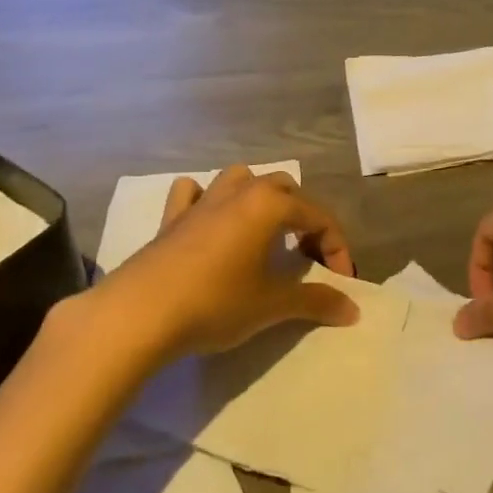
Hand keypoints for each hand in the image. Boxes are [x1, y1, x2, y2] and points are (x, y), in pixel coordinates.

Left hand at [105, 166, 358, 357]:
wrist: (139, 314)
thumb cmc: (215, 303)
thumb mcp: (271, 305)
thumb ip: (315, 302)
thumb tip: (353, 310)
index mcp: (270, 205)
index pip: (318, 218)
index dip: (337, 249)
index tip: (341, 283)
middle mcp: (239, 192)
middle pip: (284, 188)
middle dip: (303, 217)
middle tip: (307, 257)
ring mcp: (202, 201)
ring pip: (240, 178)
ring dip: (259, 197)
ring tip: (265, 231)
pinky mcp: (171, 218)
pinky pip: (193, 193)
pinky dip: (206, 199)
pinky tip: (209, 220)